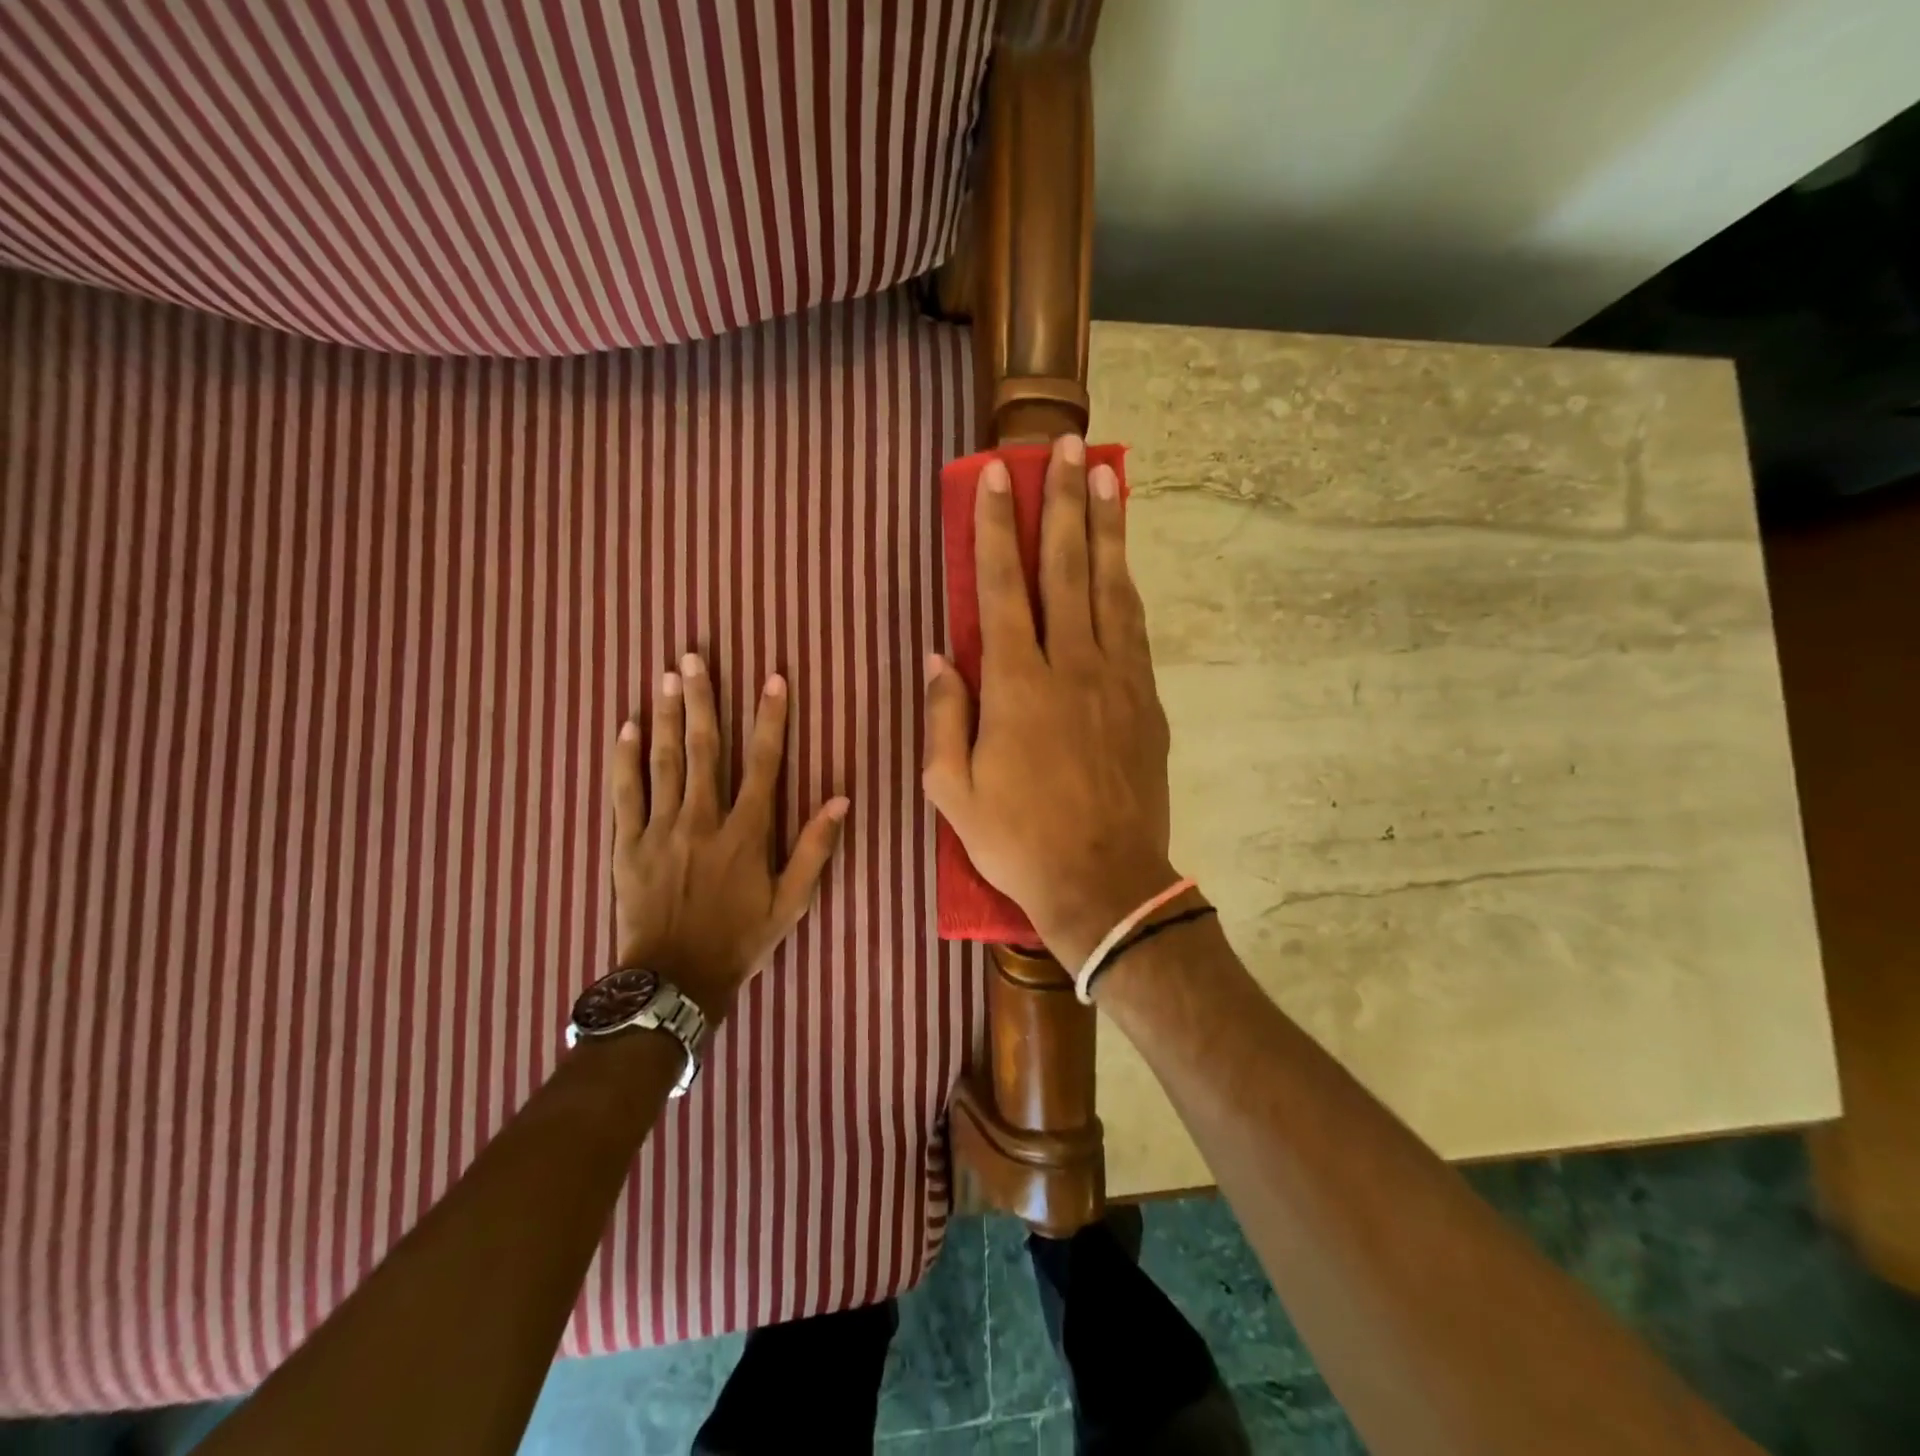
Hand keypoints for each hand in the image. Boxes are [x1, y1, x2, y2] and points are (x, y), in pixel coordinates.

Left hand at [608, 653, 847, 1024]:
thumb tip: (841, 798)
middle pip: (702, 748)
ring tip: (665, 676)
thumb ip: (814, 848)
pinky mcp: (627, 844)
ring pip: (662, 761)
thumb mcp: (791, 903)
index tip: (772, 678)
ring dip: (664, 715)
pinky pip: (625, 793)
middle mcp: (702, 819)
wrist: (673, 981)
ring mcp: (660, 829)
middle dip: (701, 699)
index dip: (769, 718)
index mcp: (745, 832)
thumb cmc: (739, 940)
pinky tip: (625, 726)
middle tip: (694, 657)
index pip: (762, 763)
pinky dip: (624, 758)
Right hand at [922, 435, 1175, 968]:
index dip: (995, 527)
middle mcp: (1070, 666)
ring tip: (1107, 476)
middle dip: (1063, 501)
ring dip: (1105, 528)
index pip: (1002, 588)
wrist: (1104, 882)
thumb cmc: (1017, 839)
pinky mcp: (1146, 701)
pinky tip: (1123, 561)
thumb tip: (939, 655)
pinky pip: (1134, 628)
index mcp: (1016, 685)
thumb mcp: (952, 788)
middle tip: (1067, 446)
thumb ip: (944, 715)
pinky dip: (1126, 585)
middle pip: (1066, 568)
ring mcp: (1116, 680)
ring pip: (1109, 587)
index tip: (996, 476)